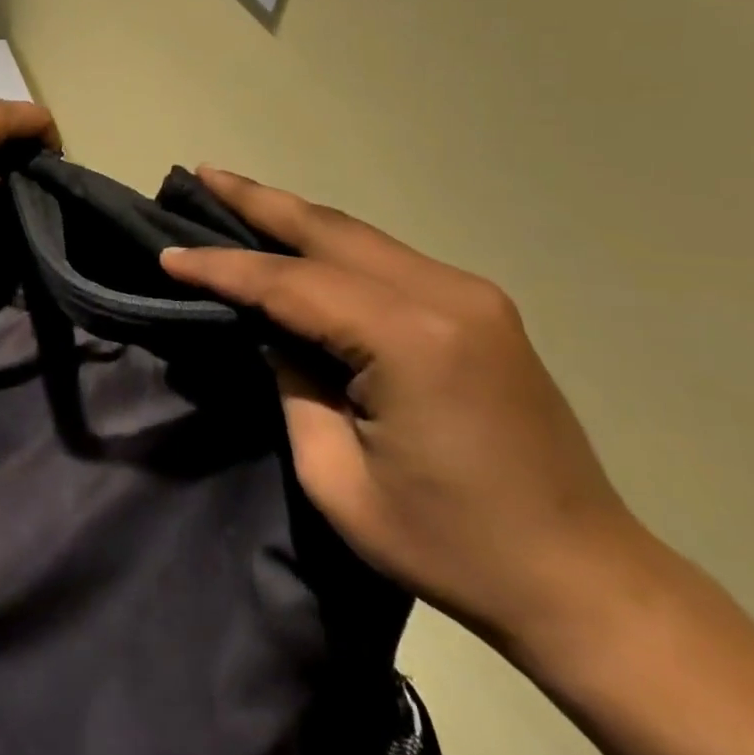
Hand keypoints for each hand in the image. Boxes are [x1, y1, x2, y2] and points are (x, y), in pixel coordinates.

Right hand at [161, 168, 646, 651]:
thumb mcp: (337, 478)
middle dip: (258, 200)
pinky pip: (384, 258)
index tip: (168, 255)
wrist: (585, 581)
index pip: (290, 283)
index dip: (222, 268)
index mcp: (410, 340)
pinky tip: (297, 240)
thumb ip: (292, 385)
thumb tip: (270, 331)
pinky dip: (330, 243)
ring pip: (357, 235)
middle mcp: (445, 295)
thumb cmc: (452, 545)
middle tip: (201, 173)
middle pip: (328, 231)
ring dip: (293, 215)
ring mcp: (470, 295)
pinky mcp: (479, 308)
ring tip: (234, 192)